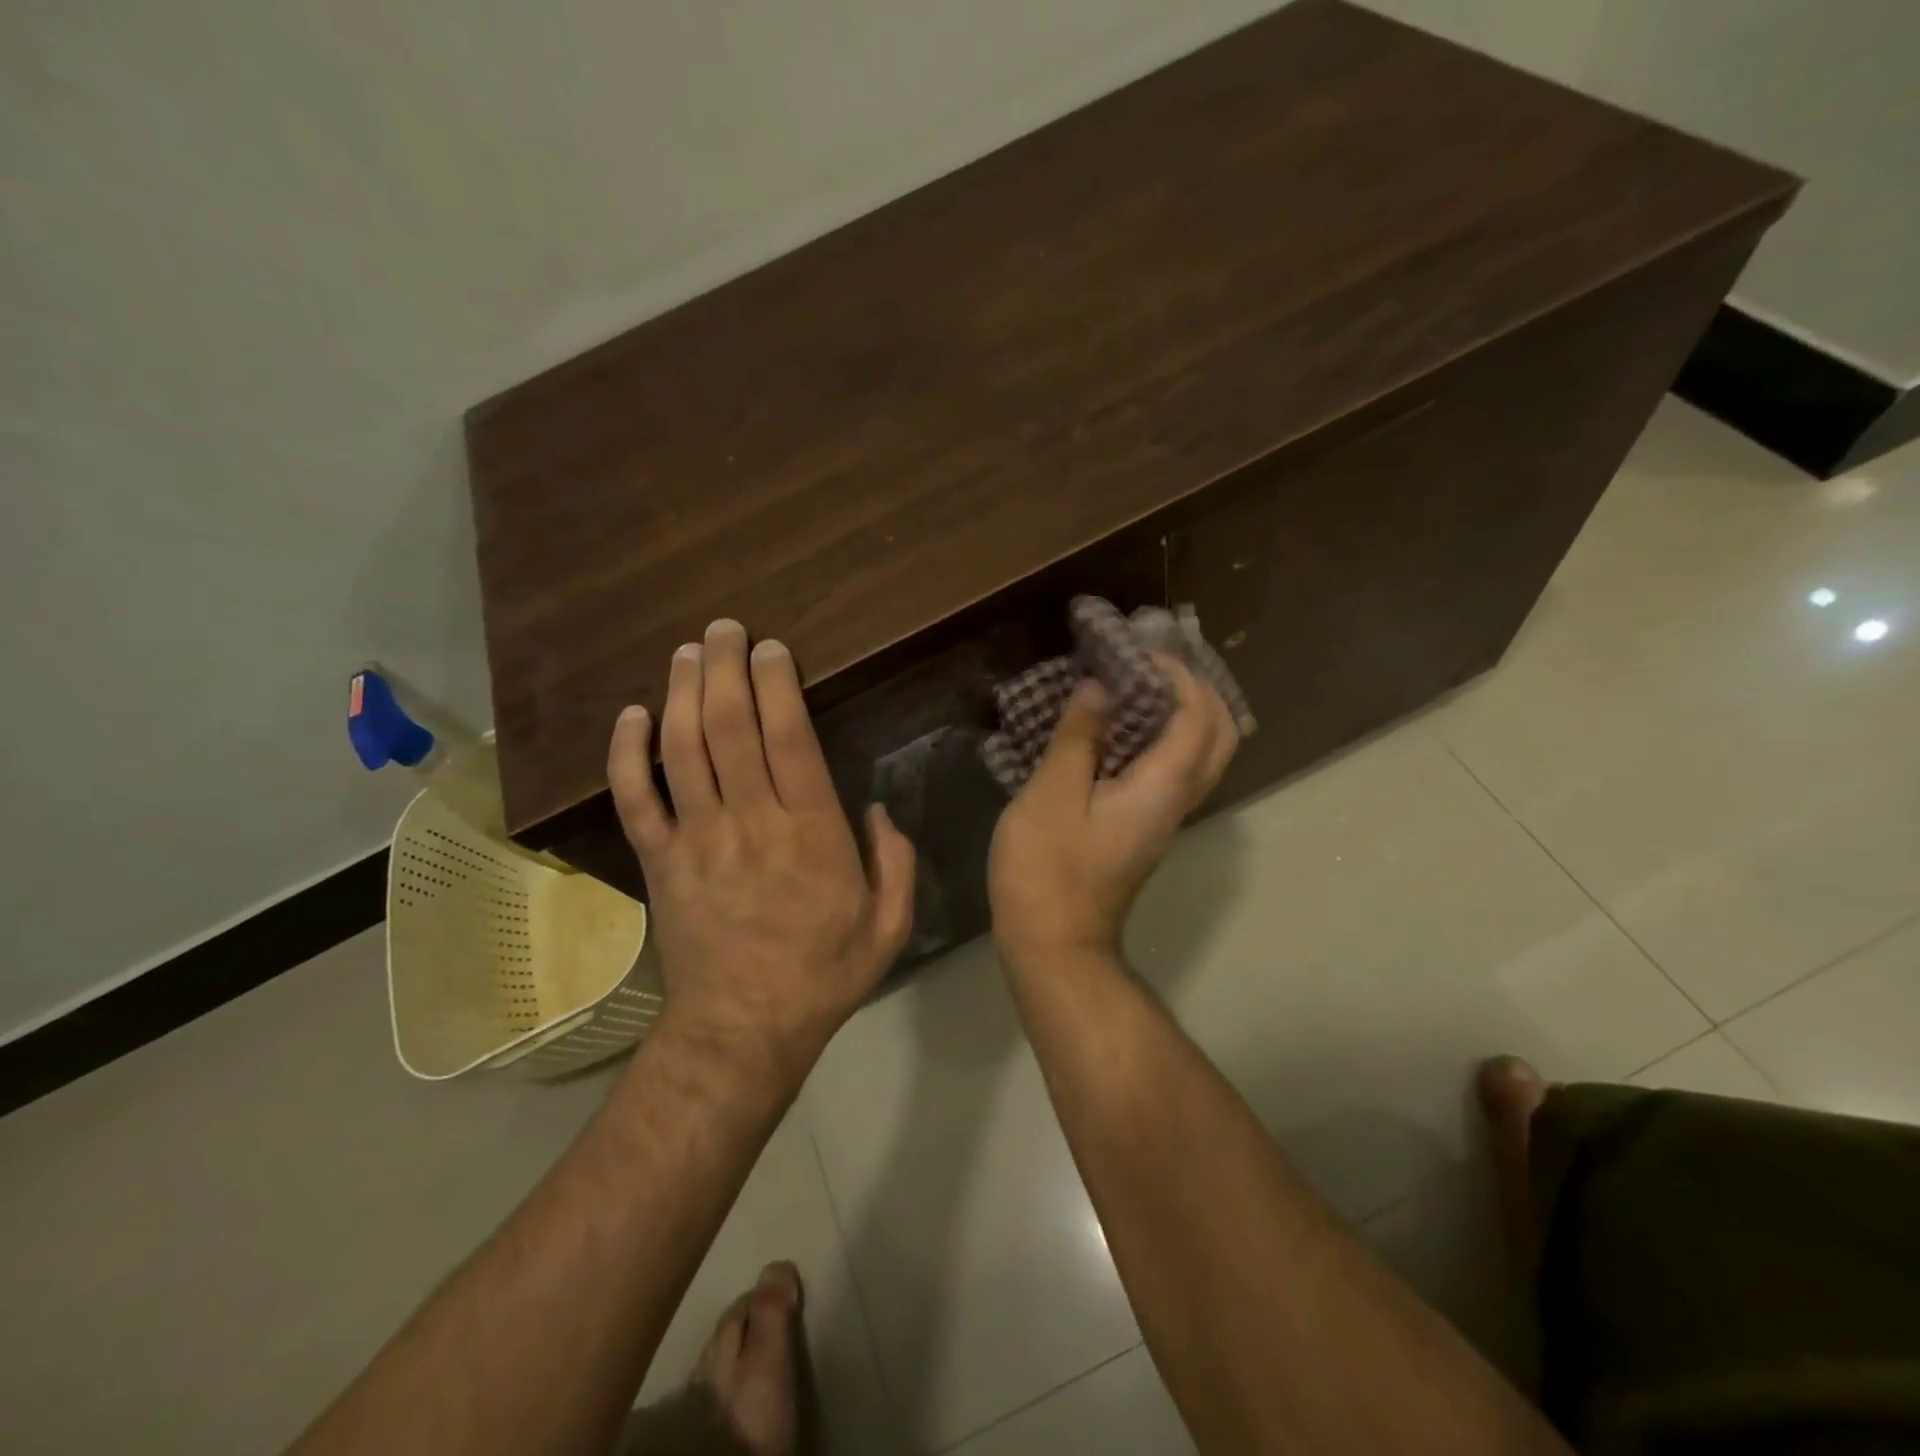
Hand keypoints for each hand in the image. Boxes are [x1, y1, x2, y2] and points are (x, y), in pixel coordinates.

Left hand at [607, 620, 915, 1085]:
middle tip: (724, 629)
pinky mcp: (659, 862)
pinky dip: (625, 753)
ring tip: (686, 653)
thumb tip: (876, 807)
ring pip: (682, 749)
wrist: (743, 1030)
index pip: (788, 737)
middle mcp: (750, 821)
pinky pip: (635, 799)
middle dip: (724, 668)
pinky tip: (629, 715)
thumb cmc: (823, 974)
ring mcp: (697, 839)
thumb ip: (894, 860)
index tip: (771, 648)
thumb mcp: (889, 925)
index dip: (776, 683)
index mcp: (810, 831)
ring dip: (681, 693)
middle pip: (729, 727)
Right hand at [988, 657, 1238, 973]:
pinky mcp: (1144, 827)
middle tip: (1149, 665)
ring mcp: (1164, 817)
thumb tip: (1100, 688)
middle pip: (1218, 734)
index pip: (1199, 715)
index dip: (1178, 674)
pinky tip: (1113, 728)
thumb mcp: (1052, 794)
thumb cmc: (1047, 869)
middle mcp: (1178, 800)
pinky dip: (1158, 736)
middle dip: (1195, 689)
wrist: (1053, 943)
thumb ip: (1079, 737)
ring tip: (1133, 685)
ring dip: (1179, 711)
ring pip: (1199, 753)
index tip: (1137, 651)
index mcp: (1163, 786)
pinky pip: (1171, 769)